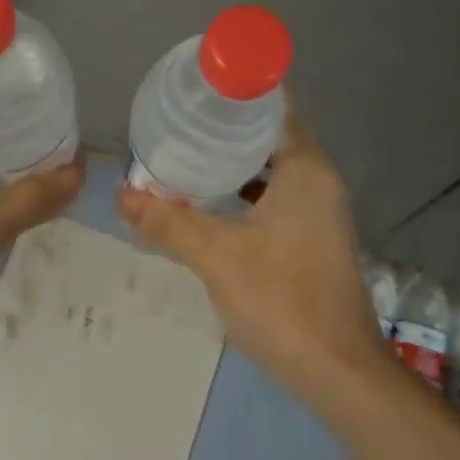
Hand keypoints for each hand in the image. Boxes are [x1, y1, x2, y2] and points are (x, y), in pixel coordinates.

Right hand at [116, 116, 385, 400]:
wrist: (338, 373)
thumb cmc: (280, 299)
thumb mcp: (214, 255)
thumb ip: (166, 222)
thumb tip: (121, 194)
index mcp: (305, 169)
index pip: (275, 105)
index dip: (238, 90)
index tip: (197, 86)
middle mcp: (318, 181)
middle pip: (270, 135)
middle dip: (225, 128)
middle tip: (179, 121)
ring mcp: (320, 212)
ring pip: (271, 170)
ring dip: (233, 164)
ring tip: (186, 156)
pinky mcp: (314, 239)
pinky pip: (276, 198)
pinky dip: (244, 194)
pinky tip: (210, 205)